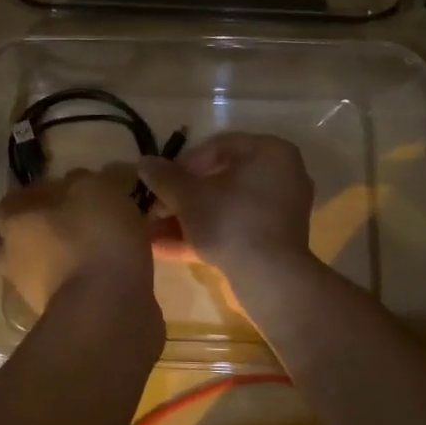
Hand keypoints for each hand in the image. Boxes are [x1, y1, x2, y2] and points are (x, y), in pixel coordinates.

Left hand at [0, 166, 156, 315]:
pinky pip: (66, 290)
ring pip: (39, 267)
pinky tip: (108, 273)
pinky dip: (80, 281)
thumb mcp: (96, 189)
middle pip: (14, 239)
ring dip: (60, 259)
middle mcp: (12, 257)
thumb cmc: (94, 238)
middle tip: (72, 221)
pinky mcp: (59, 318)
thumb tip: (78, 182)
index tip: (67, 190)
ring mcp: (32, 292)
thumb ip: (85, 181)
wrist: (108, 311)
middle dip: (38, 231)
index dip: (37, 193)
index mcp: (14, 221)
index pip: (12, 201)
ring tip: (98, 248)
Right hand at [136, 132, 313, 280]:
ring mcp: (279, 210)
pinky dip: (204, 234)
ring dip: (186, 218)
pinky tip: (166, 248)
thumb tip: (144, 162)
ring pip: (224, 207)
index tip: (159, 182)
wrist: (270, 278)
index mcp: (269, 151)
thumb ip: (164, 176)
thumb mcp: (188, 196)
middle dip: (180, 197)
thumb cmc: (230, 221)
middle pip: (219, 179)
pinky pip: (234, 228)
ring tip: (152, 231)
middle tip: (154, 210)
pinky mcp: (274, 240)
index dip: (181, 164)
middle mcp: (280, 175)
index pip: (217, 146)